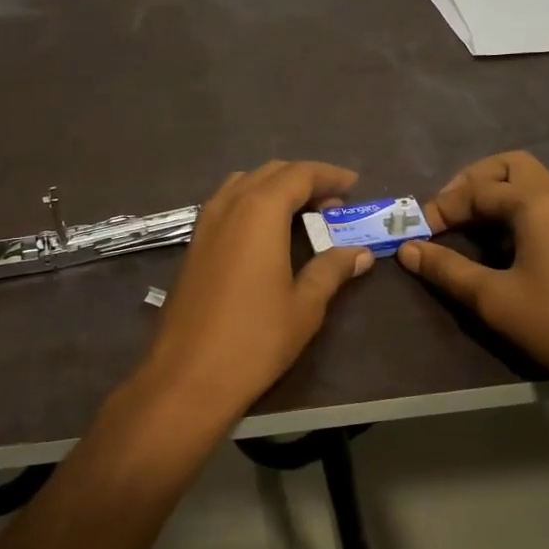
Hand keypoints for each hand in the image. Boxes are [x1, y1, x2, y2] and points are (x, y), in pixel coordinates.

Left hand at [141, 161, 374, 421]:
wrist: (188, 376)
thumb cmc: (254, 339)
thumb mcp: (304, 306)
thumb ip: (331, 269)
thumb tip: (359, 253)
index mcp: (260, 211)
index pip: (299, 174)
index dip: (329, 174)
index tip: (353, 184)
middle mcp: (229, 205)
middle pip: (270, 173)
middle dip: (304, 179)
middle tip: (333, 203)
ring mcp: (206, 223)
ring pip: (244, 183)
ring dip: (275, 188)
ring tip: (302, 213)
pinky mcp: (193, 243)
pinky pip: (226, 203)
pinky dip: (251, 202)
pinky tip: (265, 232)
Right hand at [396, 151, 548, 407]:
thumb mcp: (494, 299)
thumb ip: (447, 269)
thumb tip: (407, 249)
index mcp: (536, 203)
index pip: (477, 189)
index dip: (442, 207)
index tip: (419, 234)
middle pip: (510, 167)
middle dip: (473, 182)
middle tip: (448, 212)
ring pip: (532, 183)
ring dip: (497, 195)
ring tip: (471, 228)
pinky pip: (547, 205)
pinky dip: (518, 211)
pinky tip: (507, 248)